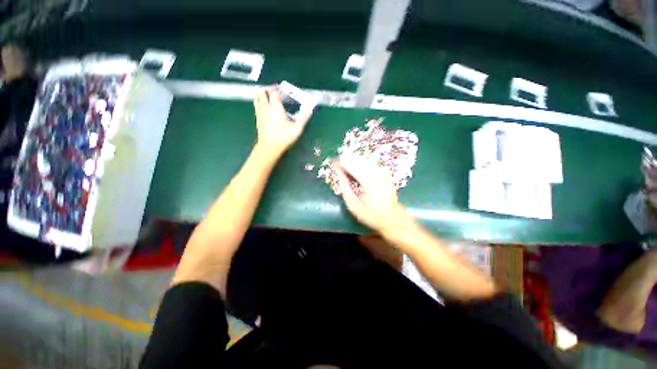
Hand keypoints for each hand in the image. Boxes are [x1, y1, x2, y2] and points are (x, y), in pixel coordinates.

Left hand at [253, 87, 311, 156]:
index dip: (277, 90)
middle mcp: (265, 108)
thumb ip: (304, 117)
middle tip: (275, 93)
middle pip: (261, 93)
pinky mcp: (257, 120)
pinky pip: (256, 107)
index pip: (273, 93)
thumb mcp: (297, 128)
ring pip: (256, 99)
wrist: (269, 147)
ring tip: (269, 99)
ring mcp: (260, 114)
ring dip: (262, 96)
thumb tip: (310, 108)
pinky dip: (260, 104)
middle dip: (267, 90)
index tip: (283, 91)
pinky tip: (266, 110)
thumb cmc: (284, 137)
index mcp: (275, 107)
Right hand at [333, 155, 409, 233]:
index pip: (352, 165)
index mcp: (369, 181)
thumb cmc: (371, 214)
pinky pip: (370, 163)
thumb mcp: (353, 204)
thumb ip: (344, 187)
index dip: (341, 163)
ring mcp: (382, 172)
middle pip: (358, 160)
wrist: (392, 218)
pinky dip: (361, 163)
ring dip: (353, 160)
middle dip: (346, 160)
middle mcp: (376, 173)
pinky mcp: (385, 173)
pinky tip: (356, 167)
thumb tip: (338, 172)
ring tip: (344, 165)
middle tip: (337, 163)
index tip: (332, 163)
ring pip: (364, 160)